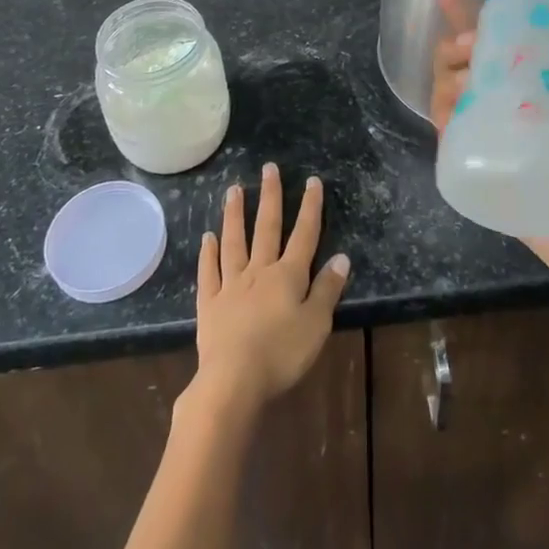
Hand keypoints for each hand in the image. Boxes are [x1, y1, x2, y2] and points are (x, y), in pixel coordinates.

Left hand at [191, 164, 349, 415]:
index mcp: (288, 275)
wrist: (234, 380)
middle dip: (270, 197)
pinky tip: (207, 238)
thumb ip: (327, 289)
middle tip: (268, 168)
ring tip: (234, 190)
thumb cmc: (282, 354)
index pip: (304, 234)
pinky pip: (209, 271)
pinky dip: (208, 253)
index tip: (312, 180)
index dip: (310, 207)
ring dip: (235, 214)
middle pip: (266, 228)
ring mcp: (231, 284)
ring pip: (234, 242)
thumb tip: (341, 257)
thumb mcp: (317, 325)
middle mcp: (259, 271)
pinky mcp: (209, 303)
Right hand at [433, 0, 548, 324]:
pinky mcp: (494, 184)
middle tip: (465, 40)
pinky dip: (445, 125)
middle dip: (456, 49)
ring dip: (447, 80)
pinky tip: (445, 109)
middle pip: (473, 72)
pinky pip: (459, 150)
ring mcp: (505, 149)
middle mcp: (523, 115)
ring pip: (457, 104)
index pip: (510, 48)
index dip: (480, 22)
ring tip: (460, 70)